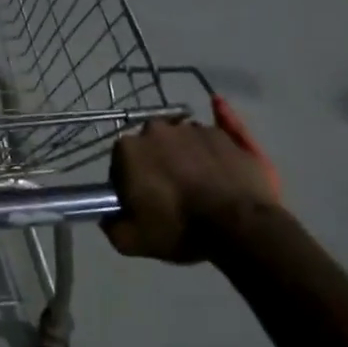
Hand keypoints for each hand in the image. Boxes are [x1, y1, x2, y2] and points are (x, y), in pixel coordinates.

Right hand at [105, 119, 285, 263]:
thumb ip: (112, 225)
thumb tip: (108, 216)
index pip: (121, 162)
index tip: (142, 201)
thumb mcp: (132, 241)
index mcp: (130, 149)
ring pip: (183, 138)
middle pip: (152, 144)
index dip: (130, 182)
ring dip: (186, 153)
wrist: (239, 225)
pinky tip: (218, 105)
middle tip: (170, 192)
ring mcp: (194, 128)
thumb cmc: (179, 229)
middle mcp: (158, 129)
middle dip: (157, 162)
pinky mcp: (226, 133)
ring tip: (201, 181)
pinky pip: (219, 123)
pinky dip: (219, 119)